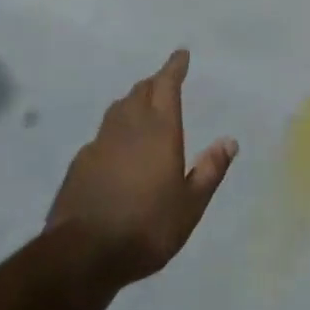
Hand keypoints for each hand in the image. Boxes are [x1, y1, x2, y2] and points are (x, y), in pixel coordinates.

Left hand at [47, 50, 237, 286]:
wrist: (82, 254)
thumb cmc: (147, 226)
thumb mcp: (190, 205)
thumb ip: (210, 170)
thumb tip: (229, 141)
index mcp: (159, 129)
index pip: (166, 85)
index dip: (174, 67)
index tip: (181, 54)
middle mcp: (128, 126)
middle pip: (140, 92)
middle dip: (154, 83)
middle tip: (165, 82)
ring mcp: (100, 143)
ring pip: (118, 109)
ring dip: (133, 102)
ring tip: (142, 108)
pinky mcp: (80, 163)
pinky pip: (102, 135)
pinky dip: (114, 131)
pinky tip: (116, 149)